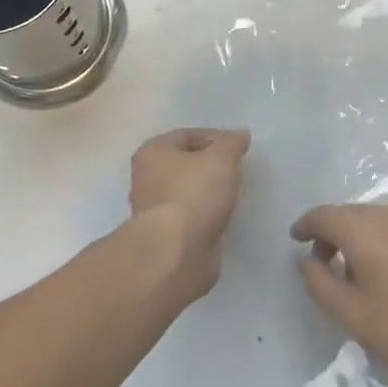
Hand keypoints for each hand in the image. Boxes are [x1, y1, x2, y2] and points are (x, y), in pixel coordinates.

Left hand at [130, 128, 250, 300]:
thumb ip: (232, 143)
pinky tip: (222, 217)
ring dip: (208, 192)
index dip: (215, 137)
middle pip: (185, 163)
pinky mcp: (166, 237)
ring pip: (188, 191)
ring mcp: (155, 210)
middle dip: (211, 165)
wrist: (176, 253)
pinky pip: (191, 217)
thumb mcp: (221, 158)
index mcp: (153, 152)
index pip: (187, 135)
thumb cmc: (194, 194)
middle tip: (237, 170)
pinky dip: (206, 215)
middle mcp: (147, 178)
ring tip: (233, 194)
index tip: (239, 148)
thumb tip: (240, 134)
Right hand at [291, 203, 387, 386]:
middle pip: (350, 213)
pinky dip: (384, 239)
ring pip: (376, 219)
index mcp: (363, 230)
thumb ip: (320, 284)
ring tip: (357, 269)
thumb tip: (306, 261)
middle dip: (331, 232)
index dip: (306, 225)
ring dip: (359, 235)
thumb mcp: (352, 316)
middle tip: (323, 262)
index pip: (324, 215)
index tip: (296, 238)